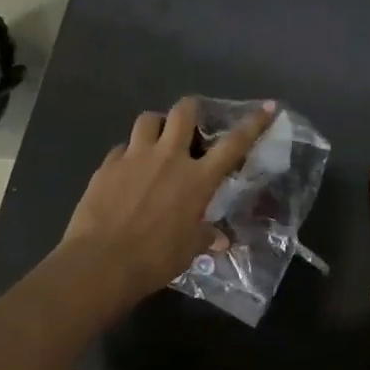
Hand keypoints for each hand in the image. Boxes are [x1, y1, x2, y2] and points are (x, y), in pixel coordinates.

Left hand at [58, 97, 276, 308]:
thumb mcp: (189, 250)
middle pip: (184, 112)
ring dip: (157, 125)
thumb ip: (205, 237)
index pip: (233, 144)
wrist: (101, 262)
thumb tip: (221, 240)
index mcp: (197, 179)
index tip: (268, 107)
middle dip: (192, 110)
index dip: (253, 123)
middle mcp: (168, 158)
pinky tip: (127, 171)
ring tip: (157, 140)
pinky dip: (128, 154)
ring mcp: (135, 157)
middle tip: (193, 122)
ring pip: (148, 119)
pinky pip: (121, 148)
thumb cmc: (155, 258)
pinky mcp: (107, 165)